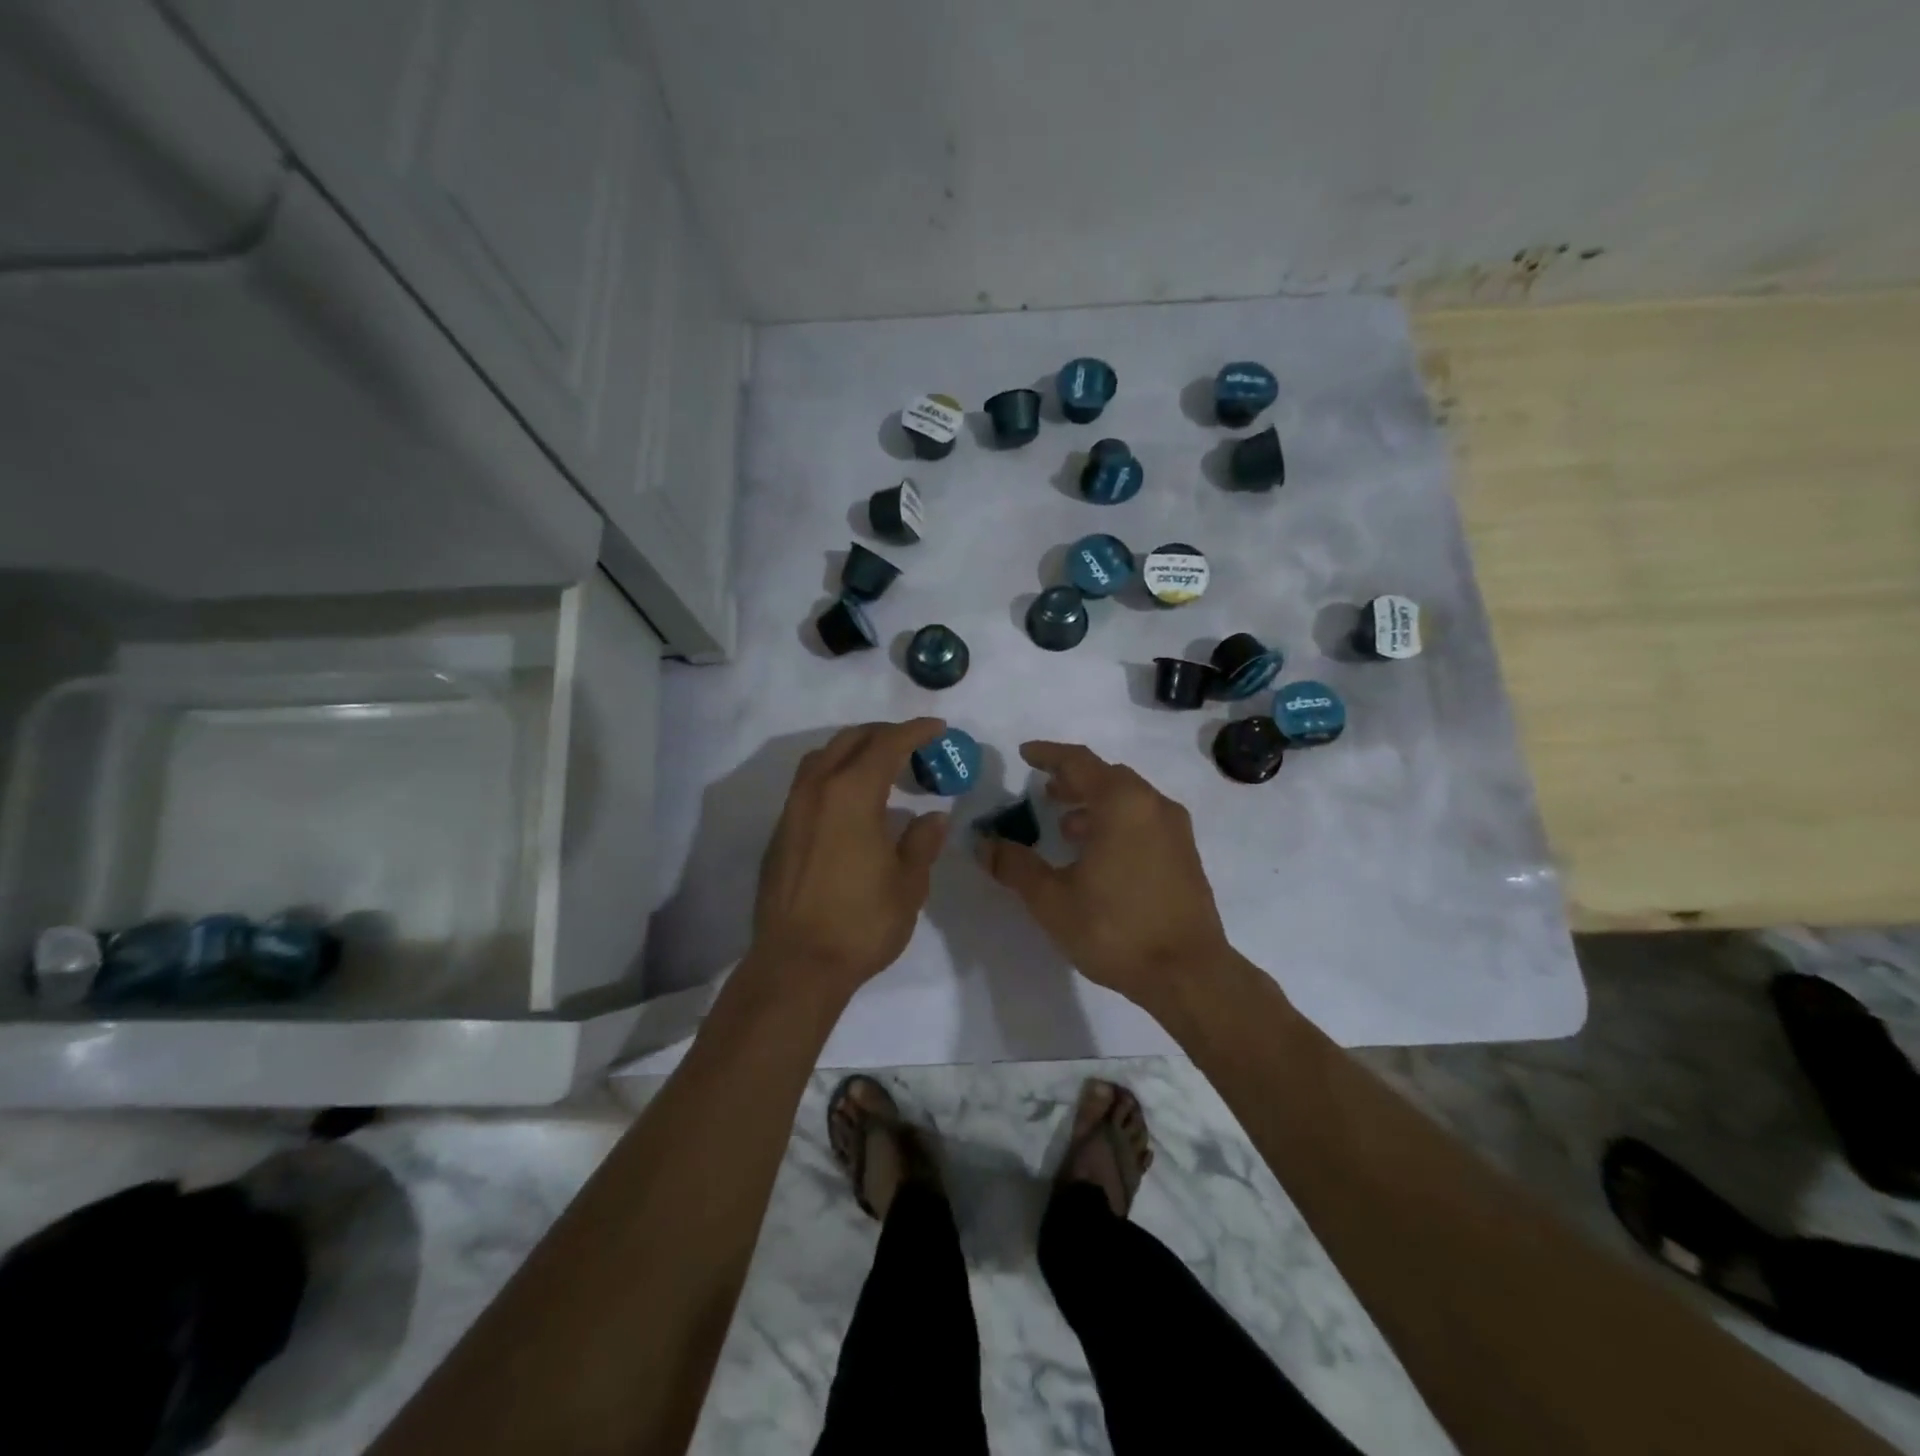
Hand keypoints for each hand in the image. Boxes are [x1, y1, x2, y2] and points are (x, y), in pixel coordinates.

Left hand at [748, 719, 950, 998]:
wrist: (796, 965)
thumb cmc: (861, 923)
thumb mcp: (908, 884)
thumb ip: (921, 843)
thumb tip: (933, 817)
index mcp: (852, 794)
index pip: (887, 744)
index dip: (915, 731)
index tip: (937, 728)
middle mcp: (817, 791)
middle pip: (850, 741)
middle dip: (883, 733)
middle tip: (912, 742)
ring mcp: (792, 811)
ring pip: (822, 759)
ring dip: (853, 750)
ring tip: (879, 763)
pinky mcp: (780, 834)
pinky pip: (808, 784)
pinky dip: (834, 774)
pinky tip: (850, 800)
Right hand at [982, 741, 1232, 1012]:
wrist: (1189, 974)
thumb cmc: (1115, 929)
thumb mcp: (1052, 900)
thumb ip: (1015, 866)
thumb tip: (983, 844)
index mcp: (1121, 803)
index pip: (1078, 762)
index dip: (1048, 754)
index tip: (1025, 754)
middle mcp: (1152, 805)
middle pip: (1107, 776)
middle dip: (1073, 780)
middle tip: (1044, 791)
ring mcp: (1175, 829)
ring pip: (1128, 799)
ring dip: (1095, 803)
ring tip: (1066, 826)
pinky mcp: (1186, 854)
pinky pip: (1144, 820)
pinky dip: (1117, 822)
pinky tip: (1099, 854)